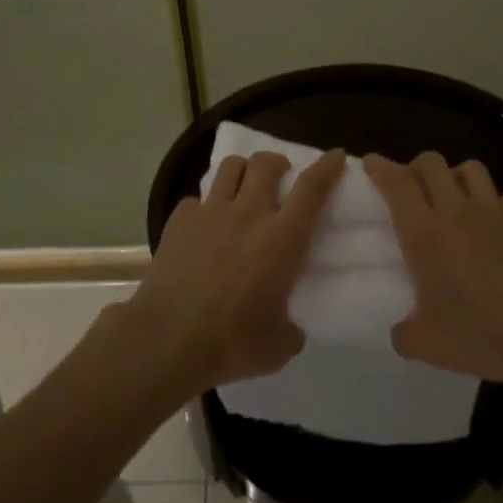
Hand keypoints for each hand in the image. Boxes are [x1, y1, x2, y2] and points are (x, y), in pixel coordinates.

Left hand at [124, 149, 344, 394]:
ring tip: (243, 188)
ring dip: (243, 171)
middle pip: (267, 162)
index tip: (336, 156)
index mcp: (282, 239)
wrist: (167, 340)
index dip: (327, 167)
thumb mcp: (278, 346)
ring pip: (231, 166)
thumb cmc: (230, 343)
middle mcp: (249, 213)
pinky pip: (197, 198)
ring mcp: (211, 212)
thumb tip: (290, 327)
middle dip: (277, 162)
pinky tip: (204, 225)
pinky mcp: (180, 219)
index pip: (311, 188)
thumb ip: (291, 329)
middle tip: (280, 177)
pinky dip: (205, 205)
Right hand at [365, 151, 502, 389]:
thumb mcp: (428, 346)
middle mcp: (456, 211)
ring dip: (455, 177)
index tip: (370, 163)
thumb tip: (400, 330)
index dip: (380, 166)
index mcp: (425, 234)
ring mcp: (494, 209)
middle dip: (416, 167)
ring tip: (454, 199)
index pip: (396, 182)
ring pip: (469, 168)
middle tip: (412, 189)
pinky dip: (494, 203)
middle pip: (431, 162)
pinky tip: (495, 226)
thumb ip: (404, 333)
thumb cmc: (483, 335)